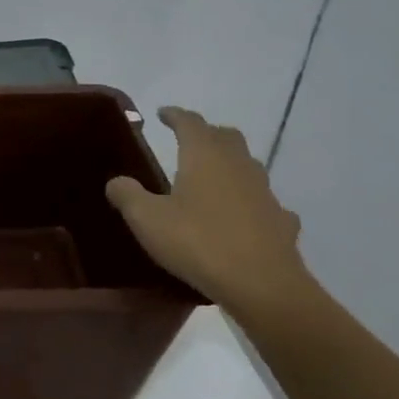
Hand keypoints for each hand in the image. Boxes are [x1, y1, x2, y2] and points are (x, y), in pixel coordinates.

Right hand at [105, 107, 312, 309]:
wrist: (262, 285)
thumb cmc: (198, 242)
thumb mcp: (147, 219)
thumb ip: (127, 195)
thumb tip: (116, 181)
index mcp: (204, 156)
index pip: (190, 122)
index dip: (175, 115)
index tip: (162, 113)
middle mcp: (238, 165)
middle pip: (225, 136)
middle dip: (206, 133)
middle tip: (189, 141)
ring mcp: (265, 192)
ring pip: (247, 165)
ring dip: (230, 164)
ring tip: (211, 177)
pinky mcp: (281, 220)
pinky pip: (263, 201)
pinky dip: (250, 201)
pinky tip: (243, 216)